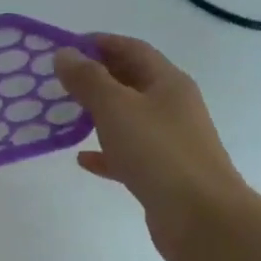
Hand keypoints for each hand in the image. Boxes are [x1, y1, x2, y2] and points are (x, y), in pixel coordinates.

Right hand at [54, 35, 246, 260]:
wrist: (200, 216)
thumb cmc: (158, 153)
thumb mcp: (116, 108)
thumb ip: (88, 80)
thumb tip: (64, 54)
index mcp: (167, 82)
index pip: (132, 49)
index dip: (99, 43)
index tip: (64, 47)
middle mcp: (172, 107)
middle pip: (131, 82)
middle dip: (97, 77)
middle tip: (59, 80)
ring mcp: (169, 142)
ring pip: (129, 119)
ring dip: (99, 114)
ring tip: (66, 115)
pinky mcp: (161, 174)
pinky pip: (128, 155)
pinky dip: (105, 153)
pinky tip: (82, 159)